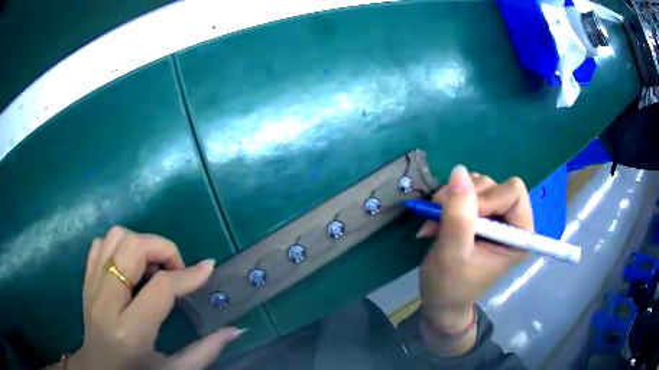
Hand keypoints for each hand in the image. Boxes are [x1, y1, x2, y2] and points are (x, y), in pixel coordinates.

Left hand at [61, 226, 243, 369]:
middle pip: (132, 249)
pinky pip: (102, 243)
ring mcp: (91, 286)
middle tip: (176, 269)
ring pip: (115, 237)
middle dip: (162, 249)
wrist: (99, 369)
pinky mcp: (85, 278)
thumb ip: (206, 351)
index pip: (160, 288)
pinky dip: (120, 245)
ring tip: (154, 267)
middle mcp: (105, 302)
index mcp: (130, 332)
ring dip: (141, 243)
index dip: (187, 275)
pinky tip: (132, 267)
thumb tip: (235, 329)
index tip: (207, 269)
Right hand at [415, 165, 532, 354]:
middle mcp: (512, 222)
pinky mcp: (481, 214)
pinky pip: (467, 189)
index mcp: (518, 236)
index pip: (513, 193)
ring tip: (436, 219)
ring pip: (479, 184)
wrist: (439, 300)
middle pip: (495, 185)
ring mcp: (496, 216)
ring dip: (453, 197)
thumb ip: (458, 216)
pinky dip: (449, 198)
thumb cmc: (450, 285)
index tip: (461, 216)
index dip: (487, 198)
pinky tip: (438, 216)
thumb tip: (459, 171)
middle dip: (465, 196)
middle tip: (439, 213)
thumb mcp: (452, 254)